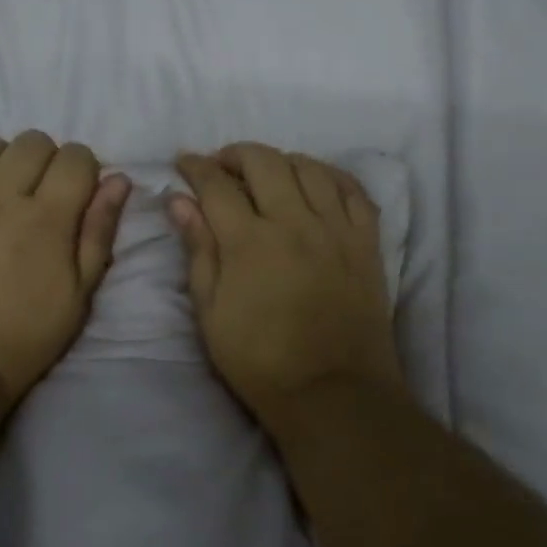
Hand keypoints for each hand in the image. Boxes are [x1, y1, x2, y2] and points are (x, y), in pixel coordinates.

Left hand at [0, 133, 131, 406]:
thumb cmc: (23, 333)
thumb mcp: (79, 294)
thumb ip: (99, 231)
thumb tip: (118, 180)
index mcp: (46, 219)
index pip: (75, 157)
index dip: (84, 170)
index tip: (78, 193)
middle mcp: (0, 195)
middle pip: (34, 142)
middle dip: (48, 161)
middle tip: (41, 194)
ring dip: (5, 159)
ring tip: (2, 189)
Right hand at [171, 143, 405, 427]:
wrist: (333, 392)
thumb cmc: (260, 361)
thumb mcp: (211, 313)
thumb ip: (198, 250)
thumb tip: (180, 201)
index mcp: (249, 242)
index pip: (216, 185)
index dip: (195, 167)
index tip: (184, 163)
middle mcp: (295, 222)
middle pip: (264, 162)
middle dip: (236, 154)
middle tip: (222, 166)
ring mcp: (336, 228)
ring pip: (309, 168)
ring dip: (281, 160)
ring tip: (267, 173)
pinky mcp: (367, 241)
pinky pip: (352, 190)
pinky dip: (329, 176)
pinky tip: (316, 182)